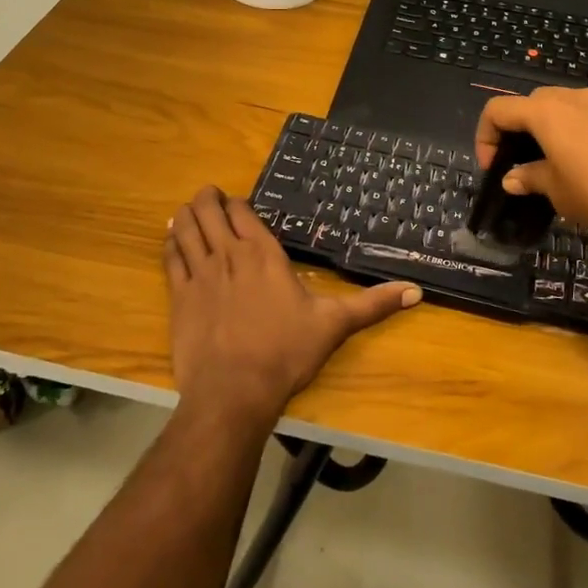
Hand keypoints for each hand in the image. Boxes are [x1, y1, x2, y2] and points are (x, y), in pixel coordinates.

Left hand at [164, 187, 421, 423]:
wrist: (234, 392)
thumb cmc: (286, 353)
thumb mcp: (334, 325)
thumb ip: (373, 304)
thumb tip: (416, 291)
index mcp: (262, 253)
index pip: (241, 212)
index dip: (236, 204)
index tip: (237, 204)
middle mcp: (227, 254)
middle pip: (209, 211)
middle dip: (208, 199)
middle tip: (210, 196)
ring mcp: (199, 274)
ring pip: (187, 228)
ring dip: (188, 213)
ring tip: (189, 208)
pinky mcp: (178, 296)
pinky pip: (170, 257)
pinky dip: (170, 241)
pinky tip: (171, 236)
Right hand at [474, 87, 587, 228]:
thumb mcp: (557, 191)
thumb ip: (531, 178)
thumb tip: (512, 178)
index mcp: (545, 112)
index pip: (497, 110)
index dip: (485, 136)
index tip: (493, 167)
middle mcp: (572, 97)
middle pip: (531, 103)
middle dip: (519, 129)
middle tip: (523, 162)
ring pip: (564, 107)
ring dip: (551, 129)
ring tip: (558, 163)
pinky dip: (579, 132)